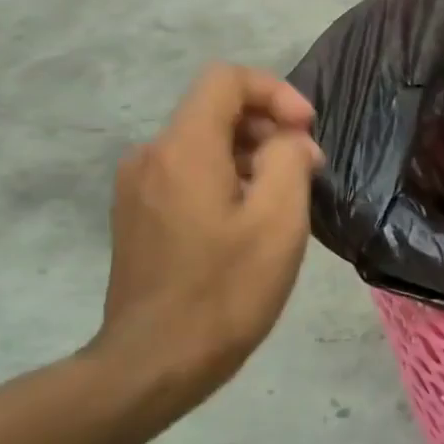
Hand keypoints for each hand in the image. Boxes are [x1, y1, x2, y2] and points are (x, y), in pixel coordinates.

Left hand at [91, 64, 322, 403]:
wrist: (154, 363)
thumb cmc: (226, 290)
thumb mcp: (279, 221)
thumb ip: (288, 160)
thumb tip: (287, 142)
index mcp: (183, 148)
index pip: (226, 79)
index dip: (276, 92)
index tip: (307, 131)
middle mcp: (151, 156)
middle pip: (215, 111)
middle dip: (269, 129)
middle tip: (307, 172)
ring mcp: (137, 188)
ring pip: (204, 145)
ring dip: (251, 158)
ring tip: (284, 202)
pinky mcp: (137, 217)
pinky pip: (188, 175)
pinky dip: (226, 180)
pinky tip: (249, 224)